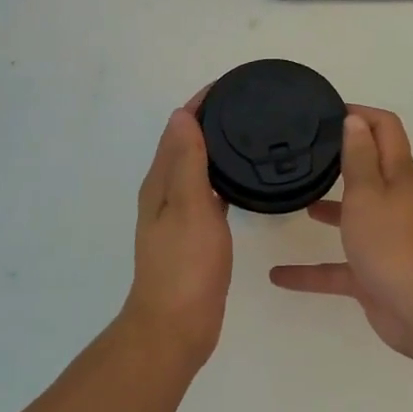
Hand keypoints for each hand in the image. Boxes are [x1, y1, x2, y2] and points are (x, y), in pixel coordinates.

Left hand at [123, 96, 230, 367]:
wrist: (177, 326)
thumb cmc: (185, 266)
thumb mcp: (189, 207)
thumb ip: (187, 162)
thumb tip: (182, 114)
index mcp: (161, 182)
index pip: (179, 128)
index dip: (201, 103)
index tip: (232, 85)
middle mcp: (166, 193)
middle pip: (187, 144)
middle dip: (212, 120)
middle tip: (251, 105)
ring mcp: (179, 216)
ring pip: (198, 168)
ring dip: (217, 148)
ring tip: (252, 134)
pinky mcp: (195, 235)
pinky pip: (209, 193)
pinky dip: (222, 178)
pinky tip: (243, 181)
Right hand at [268, 107, 412, 360]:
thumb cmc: (393, 244)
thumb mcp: (369, 194)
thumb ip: (359, 158)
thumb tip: (356, 120)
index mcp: (398, 176)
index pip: (386, 130)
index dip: (361, 114)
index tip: (326, 111)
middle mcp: (394, 203)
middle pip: (370, 170)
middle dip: (340, 159)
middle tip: (304, 152)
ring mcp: (385, 240)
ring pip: (353, 217)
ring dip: (328, 209)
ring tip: (294, 201)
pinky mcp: (374, 275)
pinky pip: (338, 268)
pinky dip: (311, 270)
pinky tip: (278, 276)